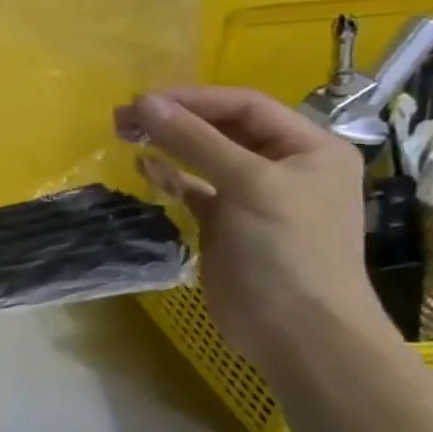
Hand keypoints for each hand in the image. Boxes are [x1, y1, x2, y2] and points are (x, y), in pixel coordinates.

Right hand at [119, 86, 393, 379]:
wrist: (300, 333)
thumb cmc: (288, 250)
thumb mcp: (248, 185)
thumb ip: (194, 140)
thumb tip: (144, 102)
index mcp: (308, 148)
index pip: (244, 105)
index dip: (193, 98)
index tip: (142, 100)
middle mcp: (284, 165)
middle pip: (221, 127)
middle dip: (174, 118)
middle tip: (123, 117)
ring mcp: (254, 195)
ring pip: (202, 155)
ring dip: (165, 142)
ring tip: (124, 134)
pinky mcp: (226, 222)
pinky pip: (193, 186)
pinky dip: (167, 174)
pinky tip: (143, 167)